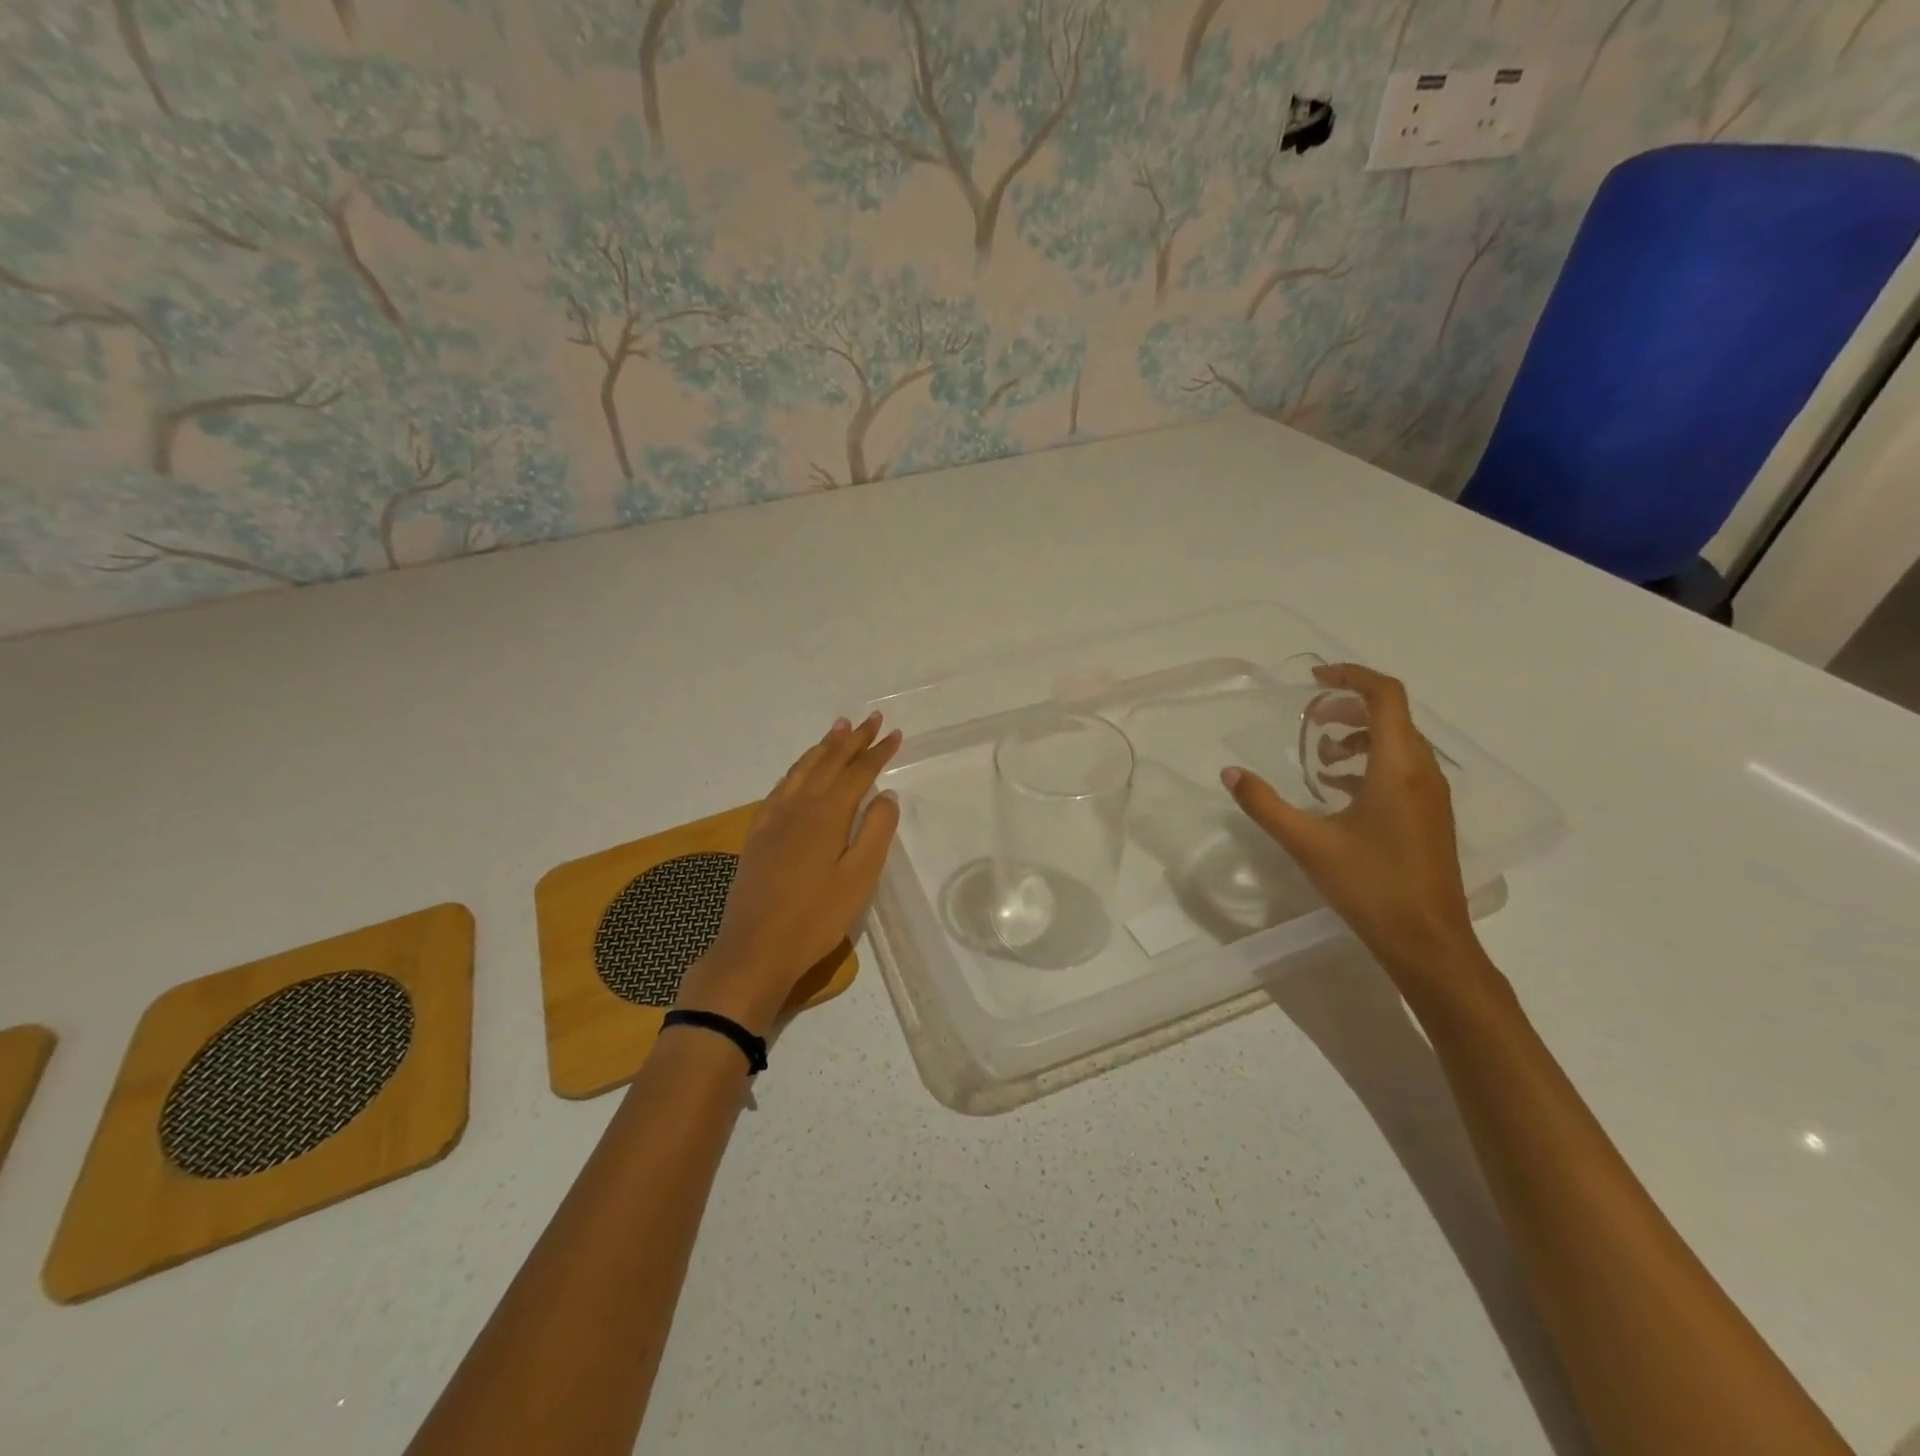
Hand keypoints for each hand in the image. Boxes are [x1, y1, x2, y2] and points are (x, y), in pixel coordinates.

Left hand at [675, 713, 902, 1036]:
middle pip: (829, 761)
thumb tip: (885, 795)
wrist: (755, 948)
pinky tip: (801, 771)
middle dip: (852, 739)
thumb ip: (876, 831)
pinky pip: (781, 786)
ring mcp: (774, 817)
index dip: (878, 752)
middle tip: (871, 719)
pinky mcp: (758, 832)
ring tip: (838, 728)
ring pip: (802, 769)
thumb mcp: (859, 878)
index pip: (858, 772)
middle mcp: (799, 805)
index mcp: (827, 814)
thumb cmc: (816, 917)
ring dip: (823, 746)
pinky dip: (798, 768)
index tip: (894, 733)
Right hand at [1222, 664, 1495, 1004]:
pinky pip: (1400, 769)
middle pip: (1391, 715)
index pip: (1385, 695)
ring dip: (1357, 737)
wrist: (1428, 941)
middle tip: (1307, 721)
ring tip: (1318, 758)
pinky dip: (1368, 764)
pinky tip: (1336, 791)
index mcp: (1398, 766)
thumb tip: (1230, 773)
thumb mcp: (1307, 842)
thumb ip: (1264, 804)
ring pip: (1397, 743)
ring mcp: (1431, 795)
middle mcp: (1422, 771)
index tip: (1314, 679)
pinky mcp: (1429, 816)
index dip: (1351, 676)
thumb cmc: (1370, 886)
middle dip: (1347, 708)